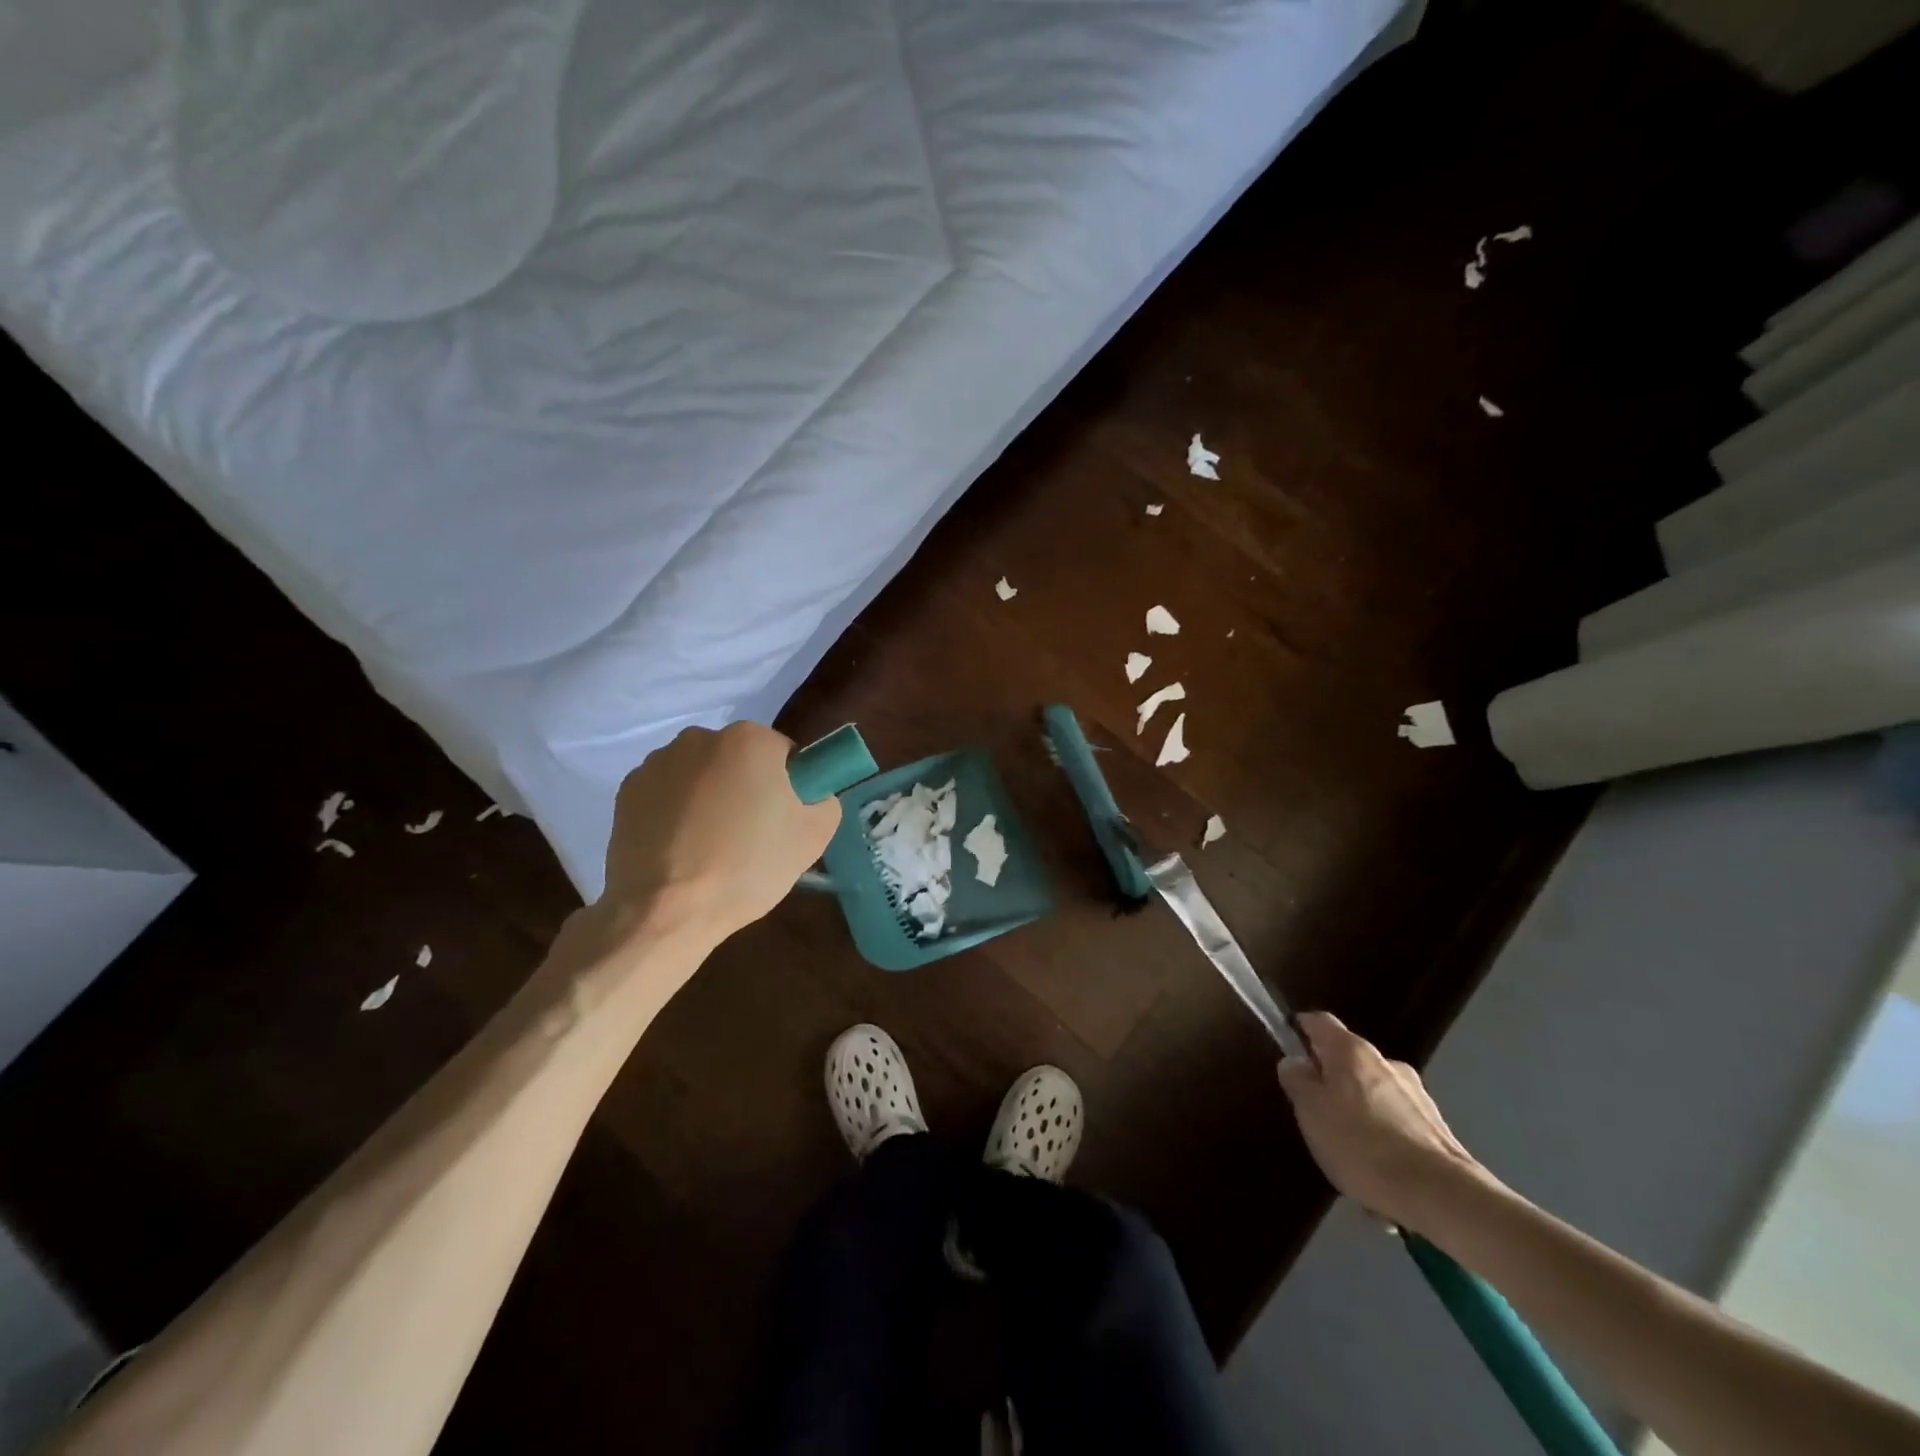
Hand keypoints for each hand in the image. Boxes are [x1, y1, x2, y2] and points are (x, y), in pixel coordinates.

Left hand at [598, 723, 841, 949]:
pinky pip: (667, 794)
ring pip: (700, 775)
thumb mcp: (814, 836)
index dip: (788, 788)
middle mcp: (700, 737)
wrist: (666, 911)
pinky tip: (679, 849)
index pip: (784, 754)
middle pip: (739, 760)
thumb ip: (824, 799)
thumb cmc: (747, 867)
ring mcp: (657, 762)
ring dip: (709, 798)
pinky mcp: (627, 791)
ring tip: (709, 847)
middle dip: (746, 788)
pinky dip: (675, 812)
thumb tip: (809, 795)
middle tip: (750, 837)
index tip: (782, 822)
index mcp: (749, 739)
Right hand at [1277, 1012, 1493, 1230]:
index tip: (1289, 1050)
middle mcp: (1386, 1061)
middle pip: (1348, 1059)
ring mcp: (1417, 1094)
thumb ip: (1297, 1081)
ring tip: (1349, 1148)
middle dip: (1331, 1079)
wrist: (1441, 1195)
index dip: (1300, 1030)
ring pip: (1374, 1091)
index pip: (1318, 1021)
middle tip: (1316, 1110)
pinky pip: (1397, 1121)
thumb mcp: (1311, 1112)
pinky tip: (1379, 1168)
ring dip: (1359, 1109)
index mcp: (1351, 1050)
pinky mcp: (1437, 1127)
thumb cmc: (1361, 1144)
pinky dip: (1384, 1135)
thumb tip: (1295, 1063)